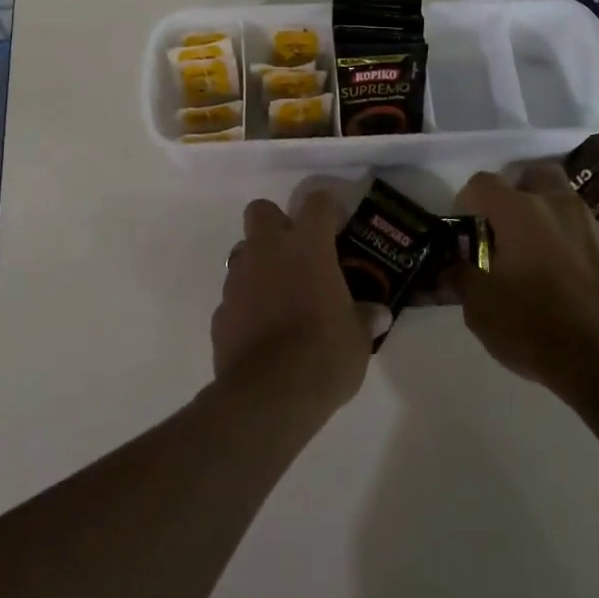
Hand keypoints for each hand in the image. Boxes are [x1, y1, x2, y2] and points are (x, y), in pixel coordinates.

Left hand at [212, 193, 372, 420]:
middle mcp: (268, 251)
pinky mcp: (220, 313)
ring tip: (280, 294)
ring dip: (259, 264)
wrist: (268, 396)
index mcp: (307, 246)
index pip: (317, 202)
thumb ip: (364, 318)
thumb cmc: (323, 355)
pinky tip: (262, 330)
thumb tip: (378, 314)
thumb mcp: (358, 339)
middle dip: (276, 223)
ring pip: (242, 252)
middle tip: (297, 252)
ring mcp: (238, 280)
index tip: (337, 227)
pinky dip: (246, 304)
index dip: (328, 209)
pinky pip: (234, 296)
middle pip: (261, 210)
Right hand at [453, 165, 598, 395]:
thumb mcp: (479, 309)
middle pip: (533, 174)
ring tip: (540, 257)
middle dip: (517, 191)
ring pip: (565, 203)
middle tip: (506, 226)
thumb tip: (451, 265)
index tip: (466, 229)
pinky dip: (575, 246)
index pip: (483, 182)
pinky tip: (572, 281)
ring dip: (548, 218)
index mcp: (518, 211)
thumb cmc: (535, 328)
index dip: (468, 200)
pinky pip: (589, 235)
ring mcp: (594, 225)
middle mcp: (558, 204)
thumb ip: (460, 276)